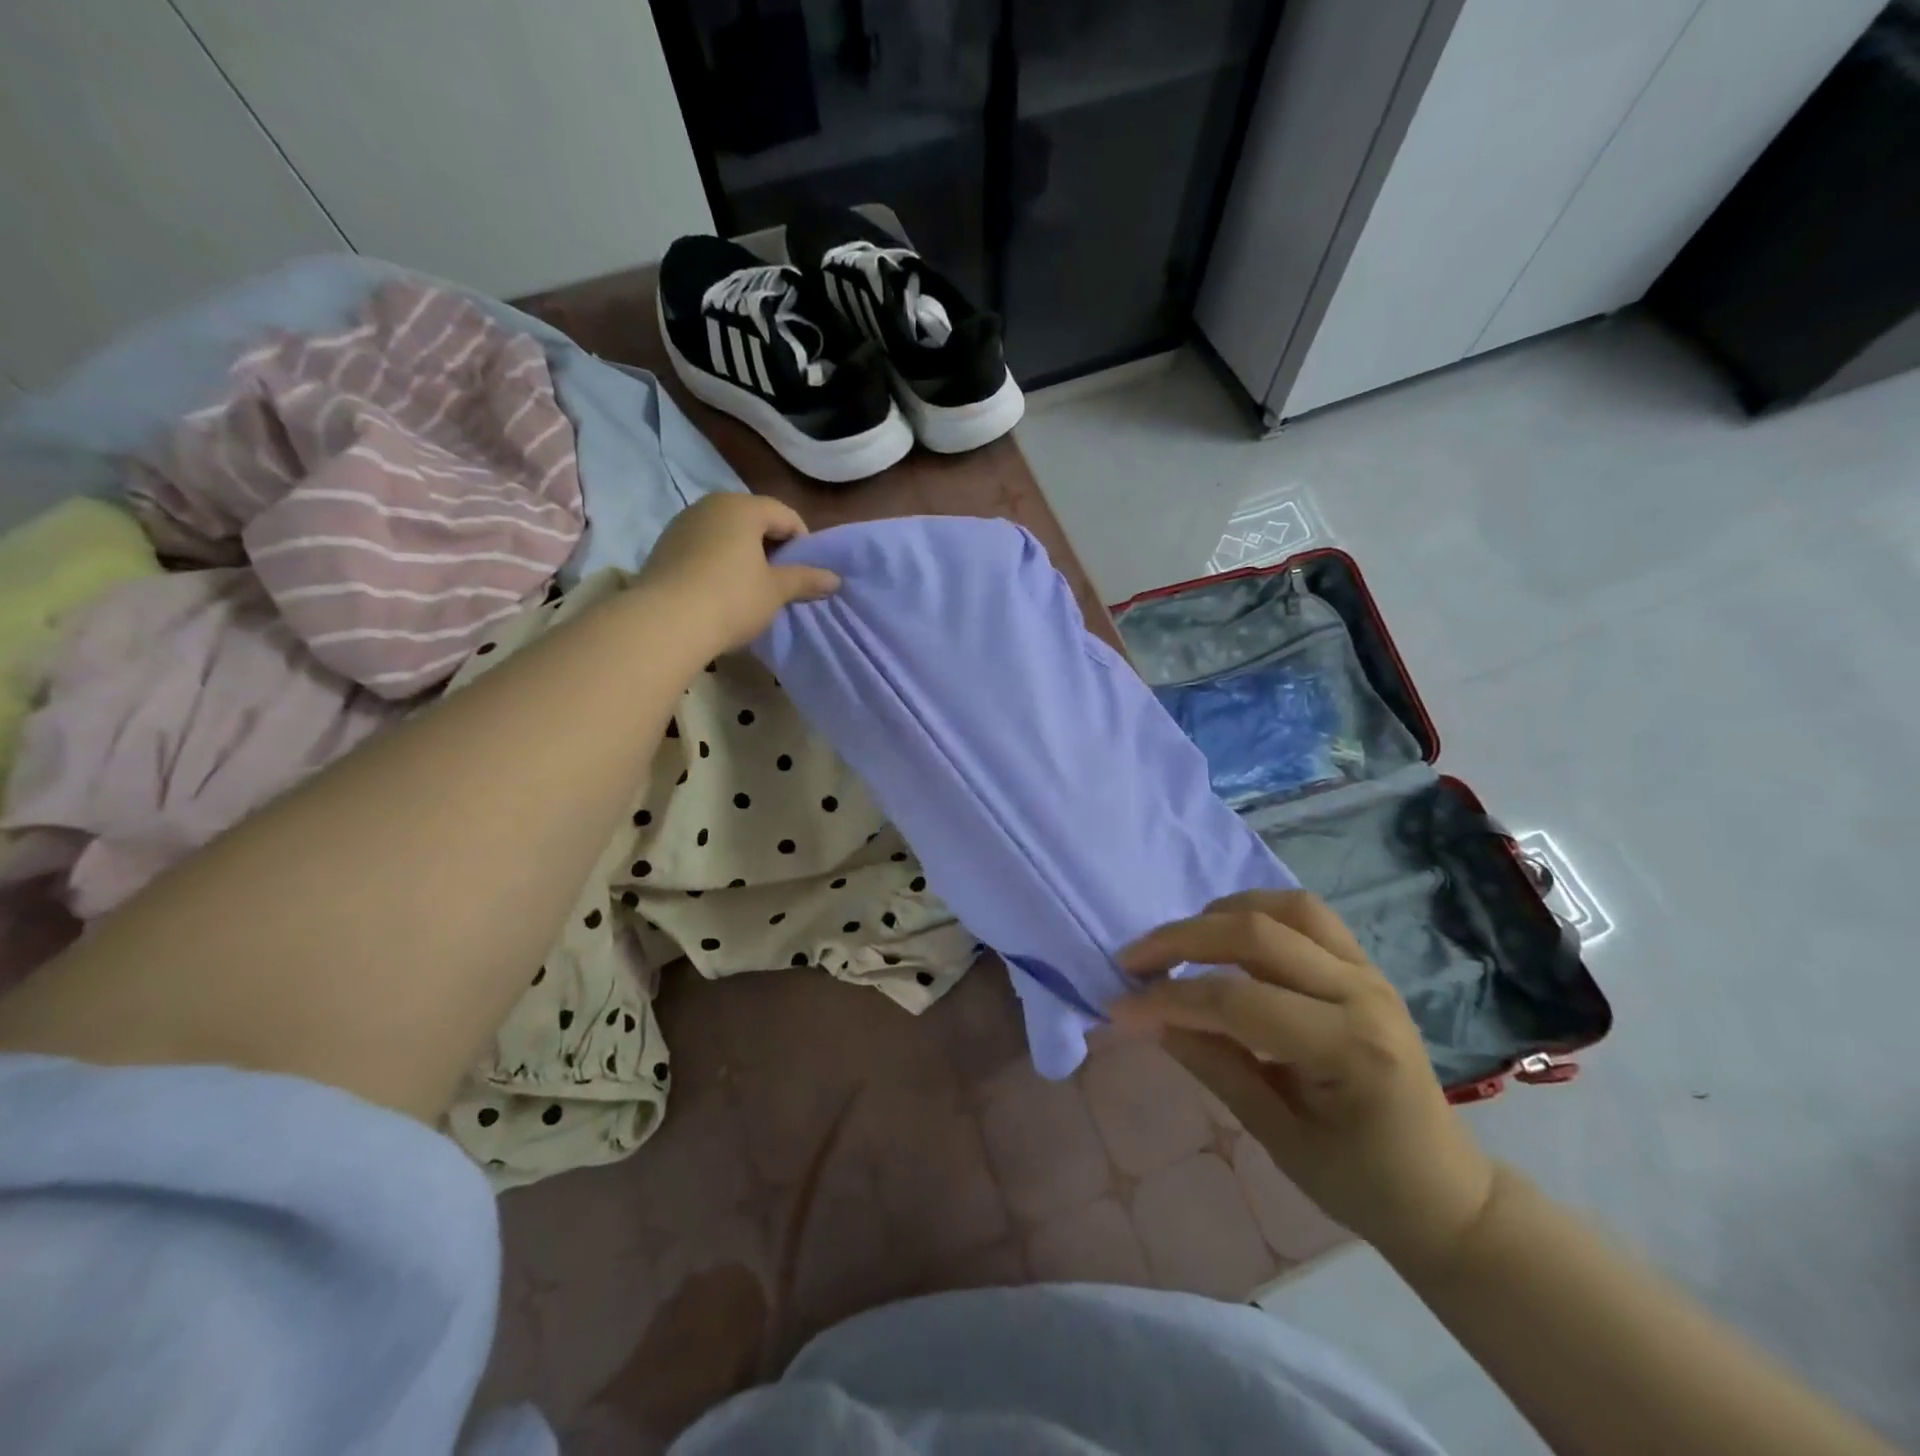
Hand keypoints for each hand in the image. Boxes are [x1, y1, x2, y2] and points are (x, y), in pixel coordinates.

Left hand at [635, 494, 839, 655]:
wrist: (664, 622)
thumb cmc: (732, 598)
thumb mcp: (775, 591)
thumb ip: (805, 579)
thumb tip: (835, 579)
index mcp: (743, 507)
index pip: (785, 515)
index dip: (803, 544)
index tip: (805, 574)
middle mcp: (711, 505)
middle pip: (754, 520)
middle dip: (772, 547)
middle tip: (780, 581)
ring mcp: (683, 523)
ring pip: (726, 533)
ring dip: (744, 555)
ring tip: (750, 588)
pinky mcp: (664, 546)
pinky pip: (703, 547)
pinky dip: (718, 562)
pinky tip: (720, 591)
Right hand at [1114, 889, 1495, 1272]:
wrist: (1445, 1193)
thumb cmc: (1360, 1182)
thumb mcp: (1276, 1136)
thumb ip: (1212, 1065)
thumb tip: (1150, 1018)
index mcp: (1347, 1048)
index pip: (1237, 1001)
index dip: (1169, 999)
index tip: (1119, 1008)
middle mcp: (1361, 993)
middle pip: (1255, 934)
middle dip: (1181, 940)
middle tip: (1133, 962)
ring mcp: (1368, 971)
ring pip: (1283, 907)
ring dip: (1220, 915)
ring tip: (1180, 944)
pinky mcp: (1365, 965)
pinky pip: (1306, 914)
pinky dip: (1256, 911)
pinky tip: (1227, 934)